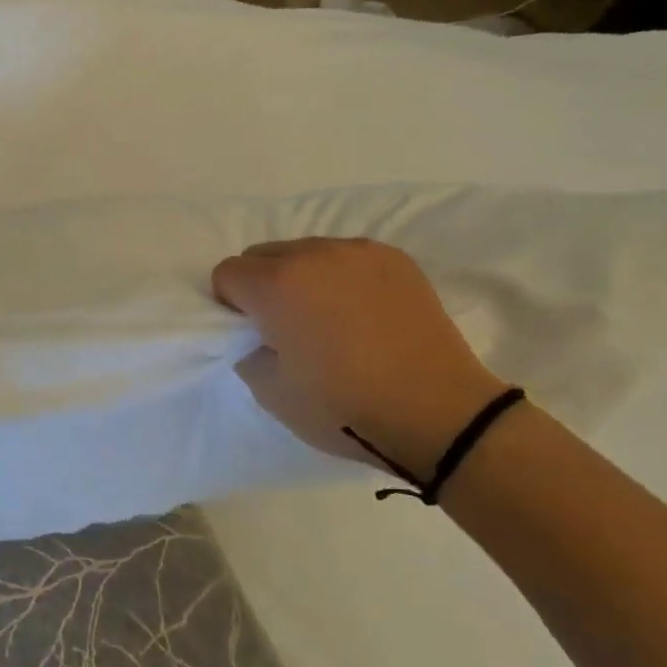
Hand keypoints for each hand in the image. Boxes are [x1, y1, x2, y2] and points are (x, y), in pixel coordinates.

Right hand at [212, 239, 504, 481]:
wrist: (439, 414)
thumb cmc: (345, 407)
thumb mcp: (270, 392)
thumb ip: (246, 350)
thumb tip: (257, 332)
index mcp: (276, 284)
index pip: (227, 273)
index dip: (232, 305)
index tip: (254, 333)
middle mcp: (312, 254)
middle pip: (261, 254)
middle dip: (262, 285)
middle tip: (288, 327)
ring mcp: (356, 251)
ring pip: (304, 251)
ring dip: (302, 277)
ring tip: (331, 319)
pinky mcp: (393, 258)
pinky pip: (345, 256)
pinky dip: (341, 277)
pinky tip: (363, 312)